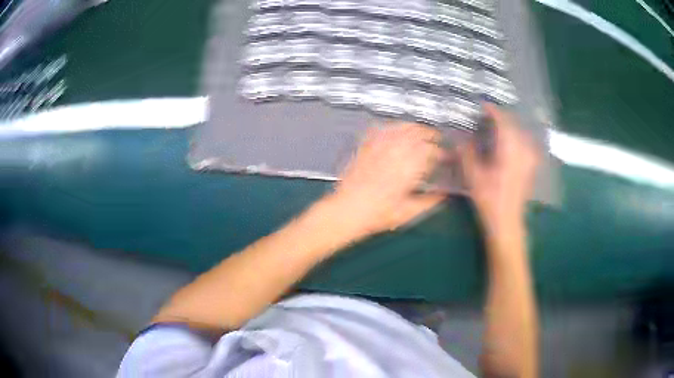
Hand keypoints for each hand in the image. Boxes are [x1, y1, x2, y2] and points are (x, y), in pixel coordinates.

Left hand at [329, 123, 446, 236]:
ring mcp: (380, 148)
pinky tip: (395, 128)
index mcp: (409, 168)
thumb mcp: (408, 212)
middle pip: (417, 134)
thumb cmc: (378, 214)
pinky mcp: (366, 147)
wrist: (347, 209)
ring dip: (413, 127)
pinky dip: (391, 127)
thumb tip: (443, 195)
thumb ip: (429, 202)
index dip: (441, 152)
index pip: (431, 152)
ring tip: (420, 130)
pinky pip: (381, 130)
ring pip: (400, 128)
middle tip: (436, 138)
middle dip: (430, 134)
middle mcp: (396, 153)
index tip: (445, 156)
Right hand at [459, 104, 539, 233]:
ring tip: (496, 127)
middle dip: (500, 117)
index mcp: (509, 149)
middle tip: (486, 116)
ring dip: (508, 126)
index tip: (481, 105)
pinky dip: (516, 137)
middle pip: (513, 124)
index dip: (492, 110)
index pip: (502, 120)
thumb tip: (459, 136)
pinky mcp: (530, 166)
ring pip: (520, 132)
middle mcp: (522, 149)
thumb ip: (466, 152)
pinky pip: (525, 143)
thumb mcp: (474, 176)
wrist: (507, 222)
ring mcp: (529, 158)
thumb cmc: (489, 199)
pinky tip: (509, 142)